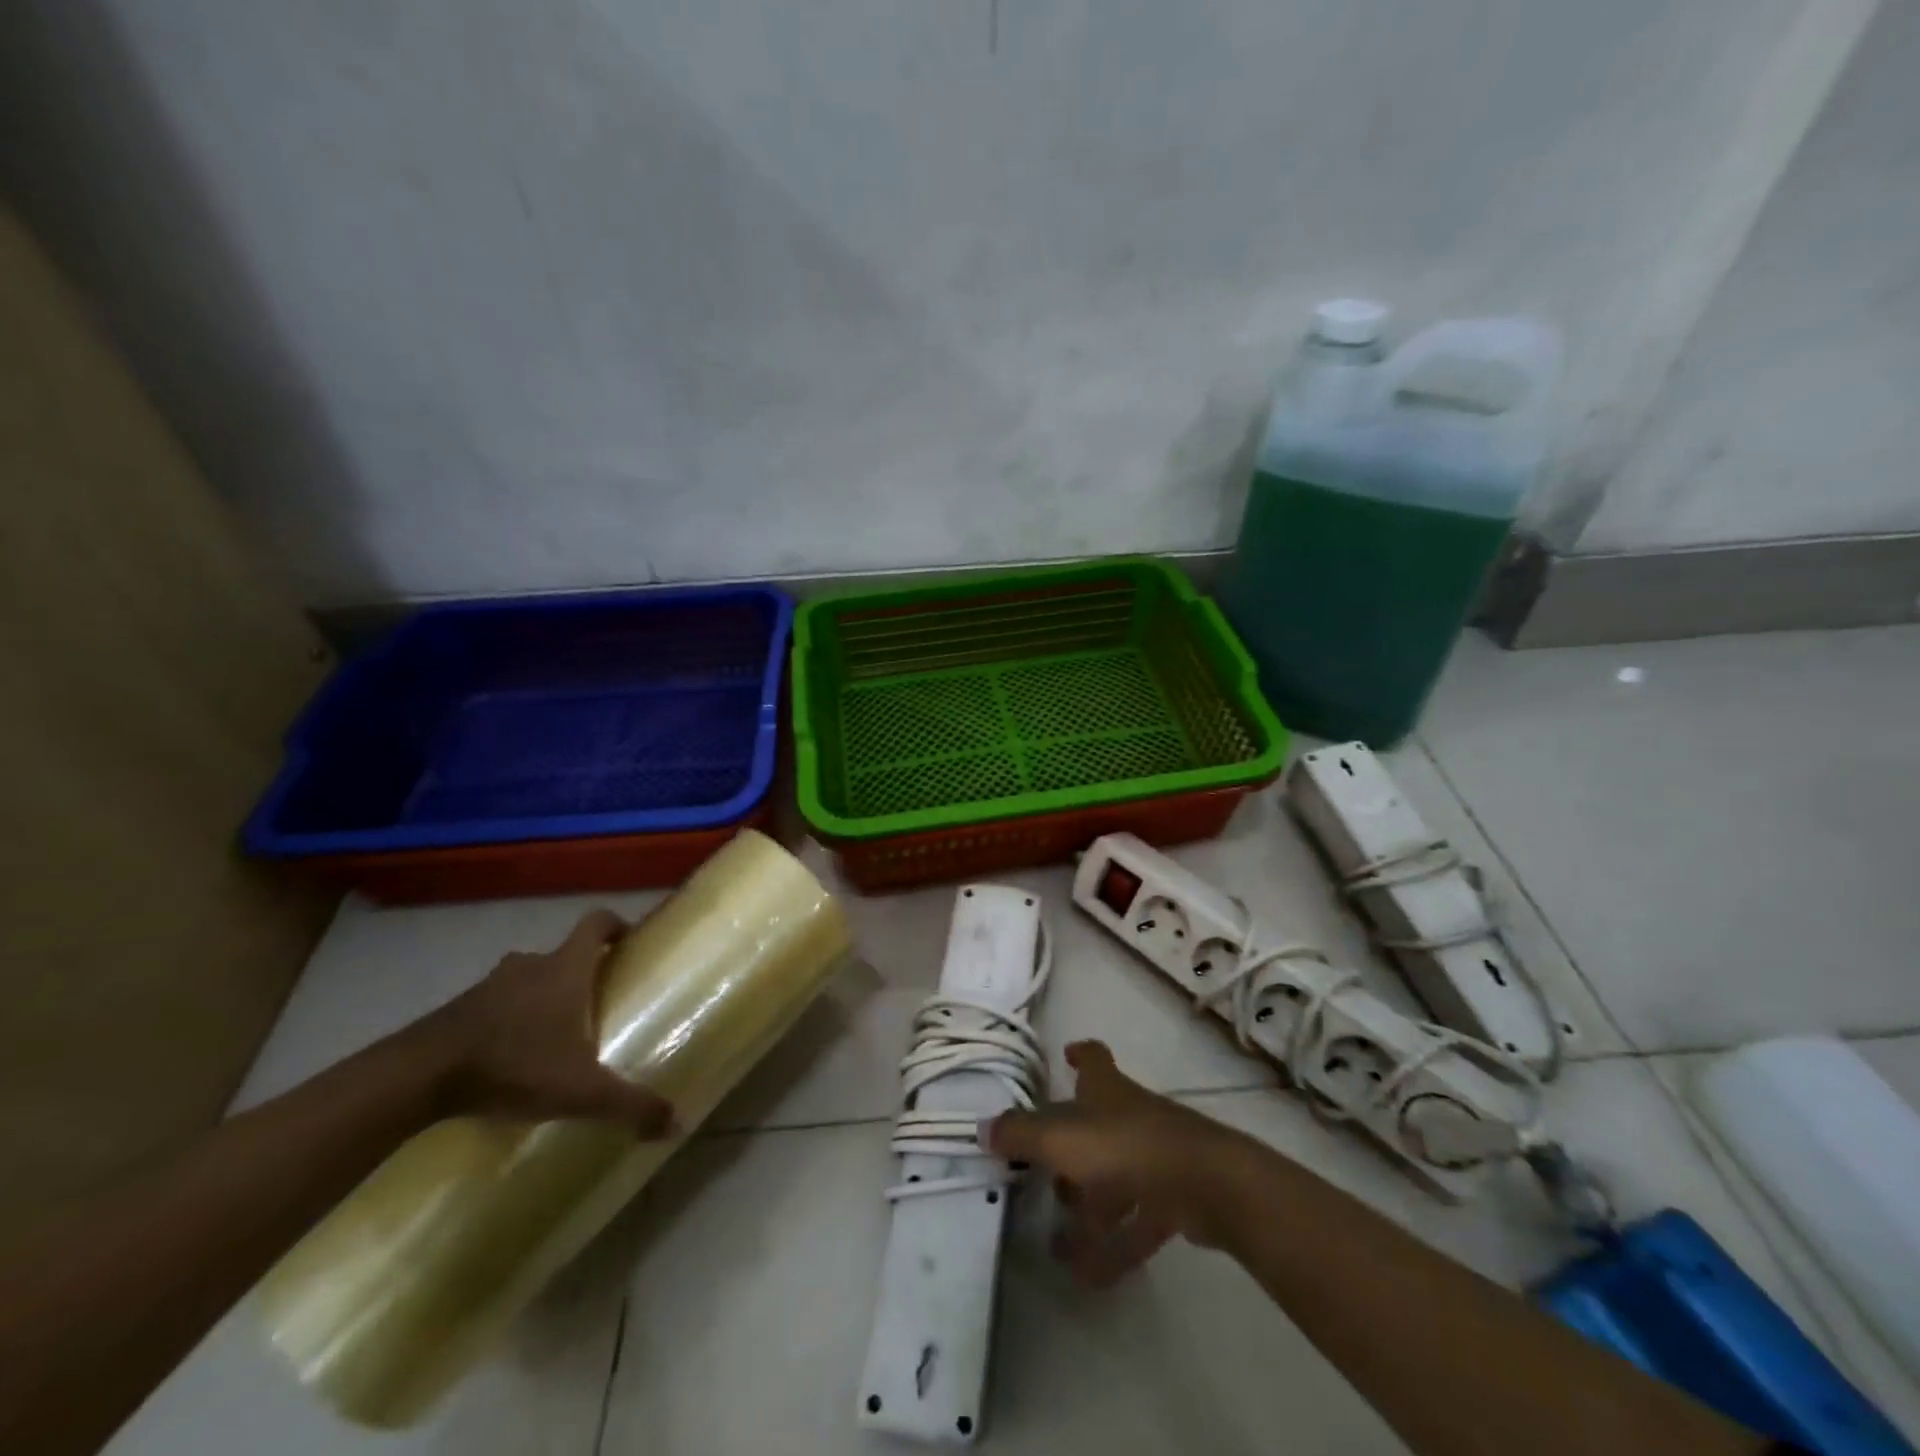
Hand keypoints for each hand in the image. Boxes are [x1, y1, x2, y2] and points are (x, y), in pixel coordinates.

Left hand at [416, 909, 673, 1137]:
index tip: (628, 940)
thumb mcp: (581, 1090)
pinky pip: (493, 1005)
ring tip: (551, 1036)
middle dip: (579, 974)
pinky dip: (506, 1021)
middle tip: (594, 1004)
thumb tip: (678, 1125)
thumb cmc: (514, 1064)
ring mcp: (488, 985)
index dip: (615, 925)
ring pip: (525, 980)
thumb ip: (630, 1104)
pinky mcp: (456, 1011)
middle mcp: (529, 965)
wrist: (417, 1077)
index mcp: (565, 969)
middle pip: (561, 955)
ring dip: (539, 998)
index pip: (595, 923)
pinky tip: (509, 1058)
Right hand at [985, 1040, 1258, 1285]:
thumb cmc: (1125, 1146)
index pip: (1095, 1059)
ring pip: (1115, 1178)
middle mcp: (1131, 1115)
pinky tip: (1090, 1276)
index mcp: (1107, 1090)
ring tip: (1058, 1245)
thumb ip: (1019, 1133)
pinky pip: (1137, 1220)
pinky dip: (1114, 1246)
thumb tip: (982, 1128)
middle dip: (1071, 1151)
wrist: (1206, 1184)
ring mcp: (1156, 1156)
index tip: (1067, 1055)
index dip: (1081, 1055)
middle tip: (1044, 1177)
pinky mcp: (1176, 1197)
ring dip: (1089, 1209)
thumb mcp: (1060, 1138)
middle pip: (1098, 1125)